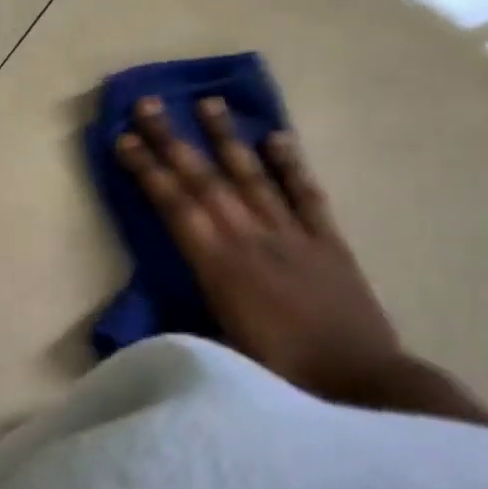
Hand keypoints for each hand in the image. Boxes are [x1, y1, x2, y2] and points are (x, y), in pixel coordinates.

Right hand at [115, 96, 401, 400]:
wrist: (363, 386)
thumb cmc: (282, 376)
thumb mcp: (219, 354)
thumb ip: (183, 322)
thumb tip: (146, 316)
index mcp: (219, 266)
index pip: (175, 206)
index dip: (147, 170)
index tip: (124, 139)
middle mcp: (251, 238)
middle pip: (206, 180)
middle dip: (172, 140)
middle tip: (149, 104)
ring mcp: (292, 235)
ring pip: (253, 175)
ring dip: (226, 138)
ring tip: (208, 102)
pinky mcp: (328, 242)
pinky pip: (306, 194)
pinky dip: (291, 164)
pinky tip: (277, 137)